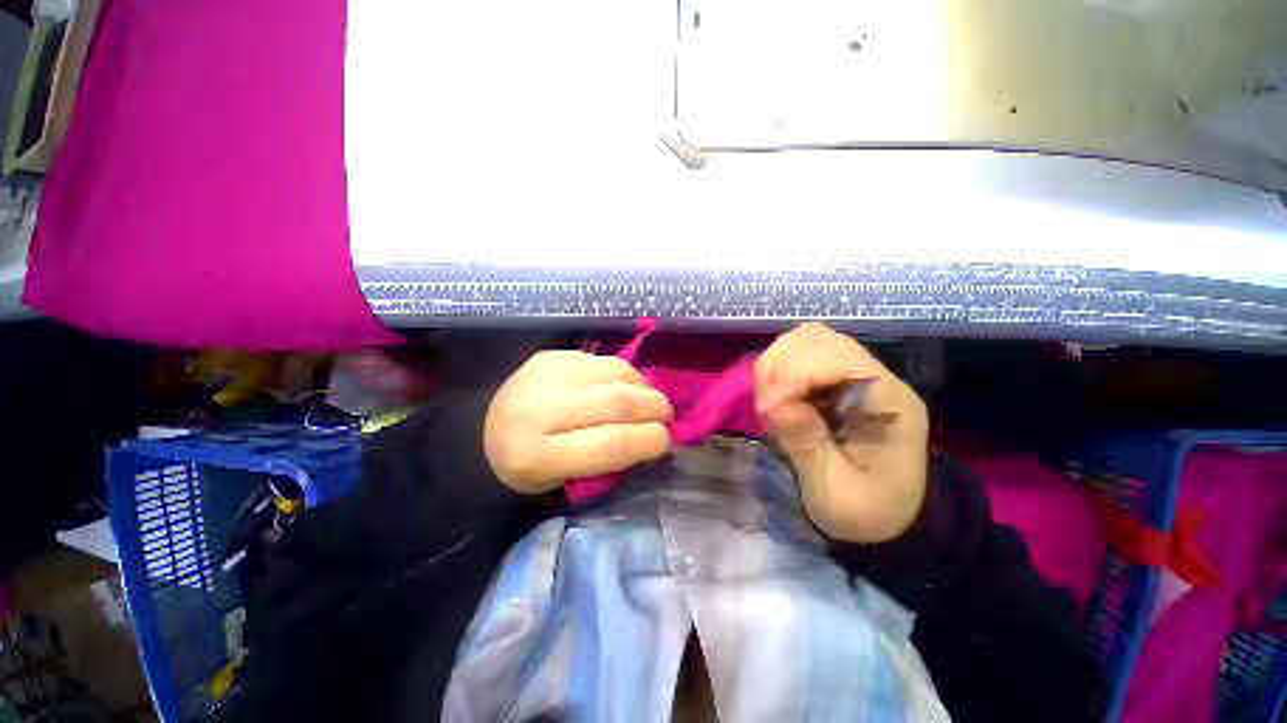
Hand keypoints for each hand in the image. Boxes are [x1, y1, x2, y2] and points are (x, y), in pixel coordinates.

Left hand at [484, 351, 673, 493]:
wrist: (479, 430)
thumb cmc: (525, 467)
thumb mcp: (562, 480)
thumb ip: (608, 460)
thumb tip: (651, 436)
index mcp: (538, 455)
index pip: (611, 443)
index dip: (650, 440)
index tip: (666, 441)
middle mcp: (540, 408)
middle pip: (618, 402)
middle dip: (655, 408)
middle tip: (666, 416)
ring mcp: (546, 374)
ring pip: (616, 372)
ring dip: (644, 386)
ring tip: (648, 400)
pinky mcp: (551, 355)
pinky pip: (603, 360)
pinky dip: (624, 374)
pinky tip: (624, 385)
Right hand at [755, 323, 928, 543]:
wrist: (886, 515)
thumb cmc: (866, 511)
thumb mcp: (835, 493)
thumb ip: (806, 445)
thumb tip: (774, 404)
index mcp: (889, 404)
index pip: (841, 360)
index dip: (795, 376)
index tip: (767, 411)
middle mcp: (875, 376)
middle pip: (818, 340)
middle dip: (780, 369)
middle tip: (767, 409)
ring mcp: (855, 371)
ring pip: (805, 338)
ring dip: (776, 364)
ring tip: (770, 401)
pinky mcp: (835, 375)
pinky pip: (799, 351)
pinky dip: (777, 367)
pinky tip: (777, 394)